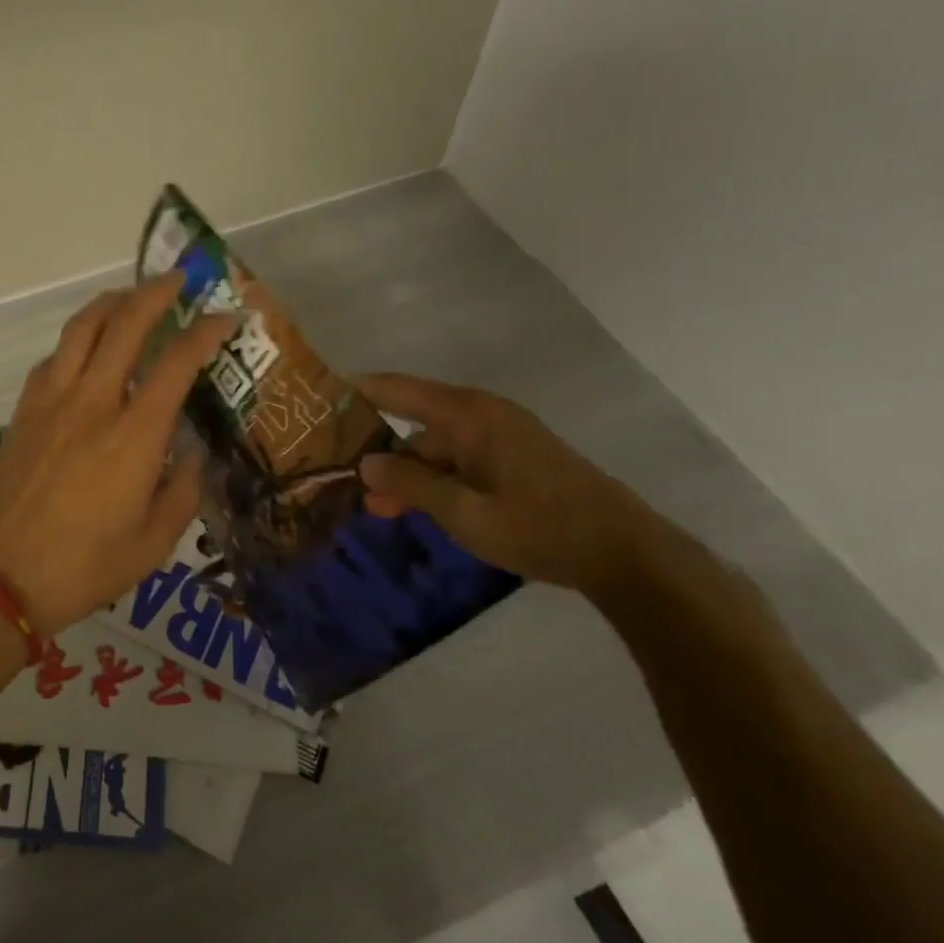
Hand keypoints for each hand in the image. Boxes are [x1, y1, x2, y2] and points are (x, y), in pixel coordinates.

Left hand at [0, 274, 238, 634]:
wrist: (1, 577)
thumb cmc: (85, 567)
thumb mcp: (154, 542)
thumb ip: (183, 491)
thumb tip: (190, 455)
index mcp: (133, 435)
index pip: (176, 363)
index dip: (205, 332)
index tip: (226, 317)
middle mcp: (92, 403)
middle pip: (124, 325)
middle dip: (156, 293)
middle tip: (178, 279)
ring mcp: (51, 402)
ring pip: (81, 329)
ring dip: (111, 303)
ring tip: (130, 296)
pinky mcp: (24, 411)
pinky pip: (54, 357)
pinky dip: (78, 339)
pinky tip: (87, 349)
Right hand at [355, 373, 671, 595]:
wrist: (624, 553)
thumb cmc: (537, 526)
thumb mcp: (463, 512)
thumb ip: (410, 483)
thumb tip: (365, 462)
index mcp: (468, 415)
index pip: (397, 389)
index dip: (357, 392)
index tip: (319, 403)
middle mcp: (482, 414)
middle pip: (415, 422)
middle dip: (380, 452)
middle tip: (346, 480)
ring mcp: (501, 435)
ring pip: (437, 446)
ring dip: (409, 473)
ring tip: (380, 507)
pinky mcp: (515, 457)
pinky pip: (460, 458)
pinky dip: (437, 478)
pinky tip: (421, 507)